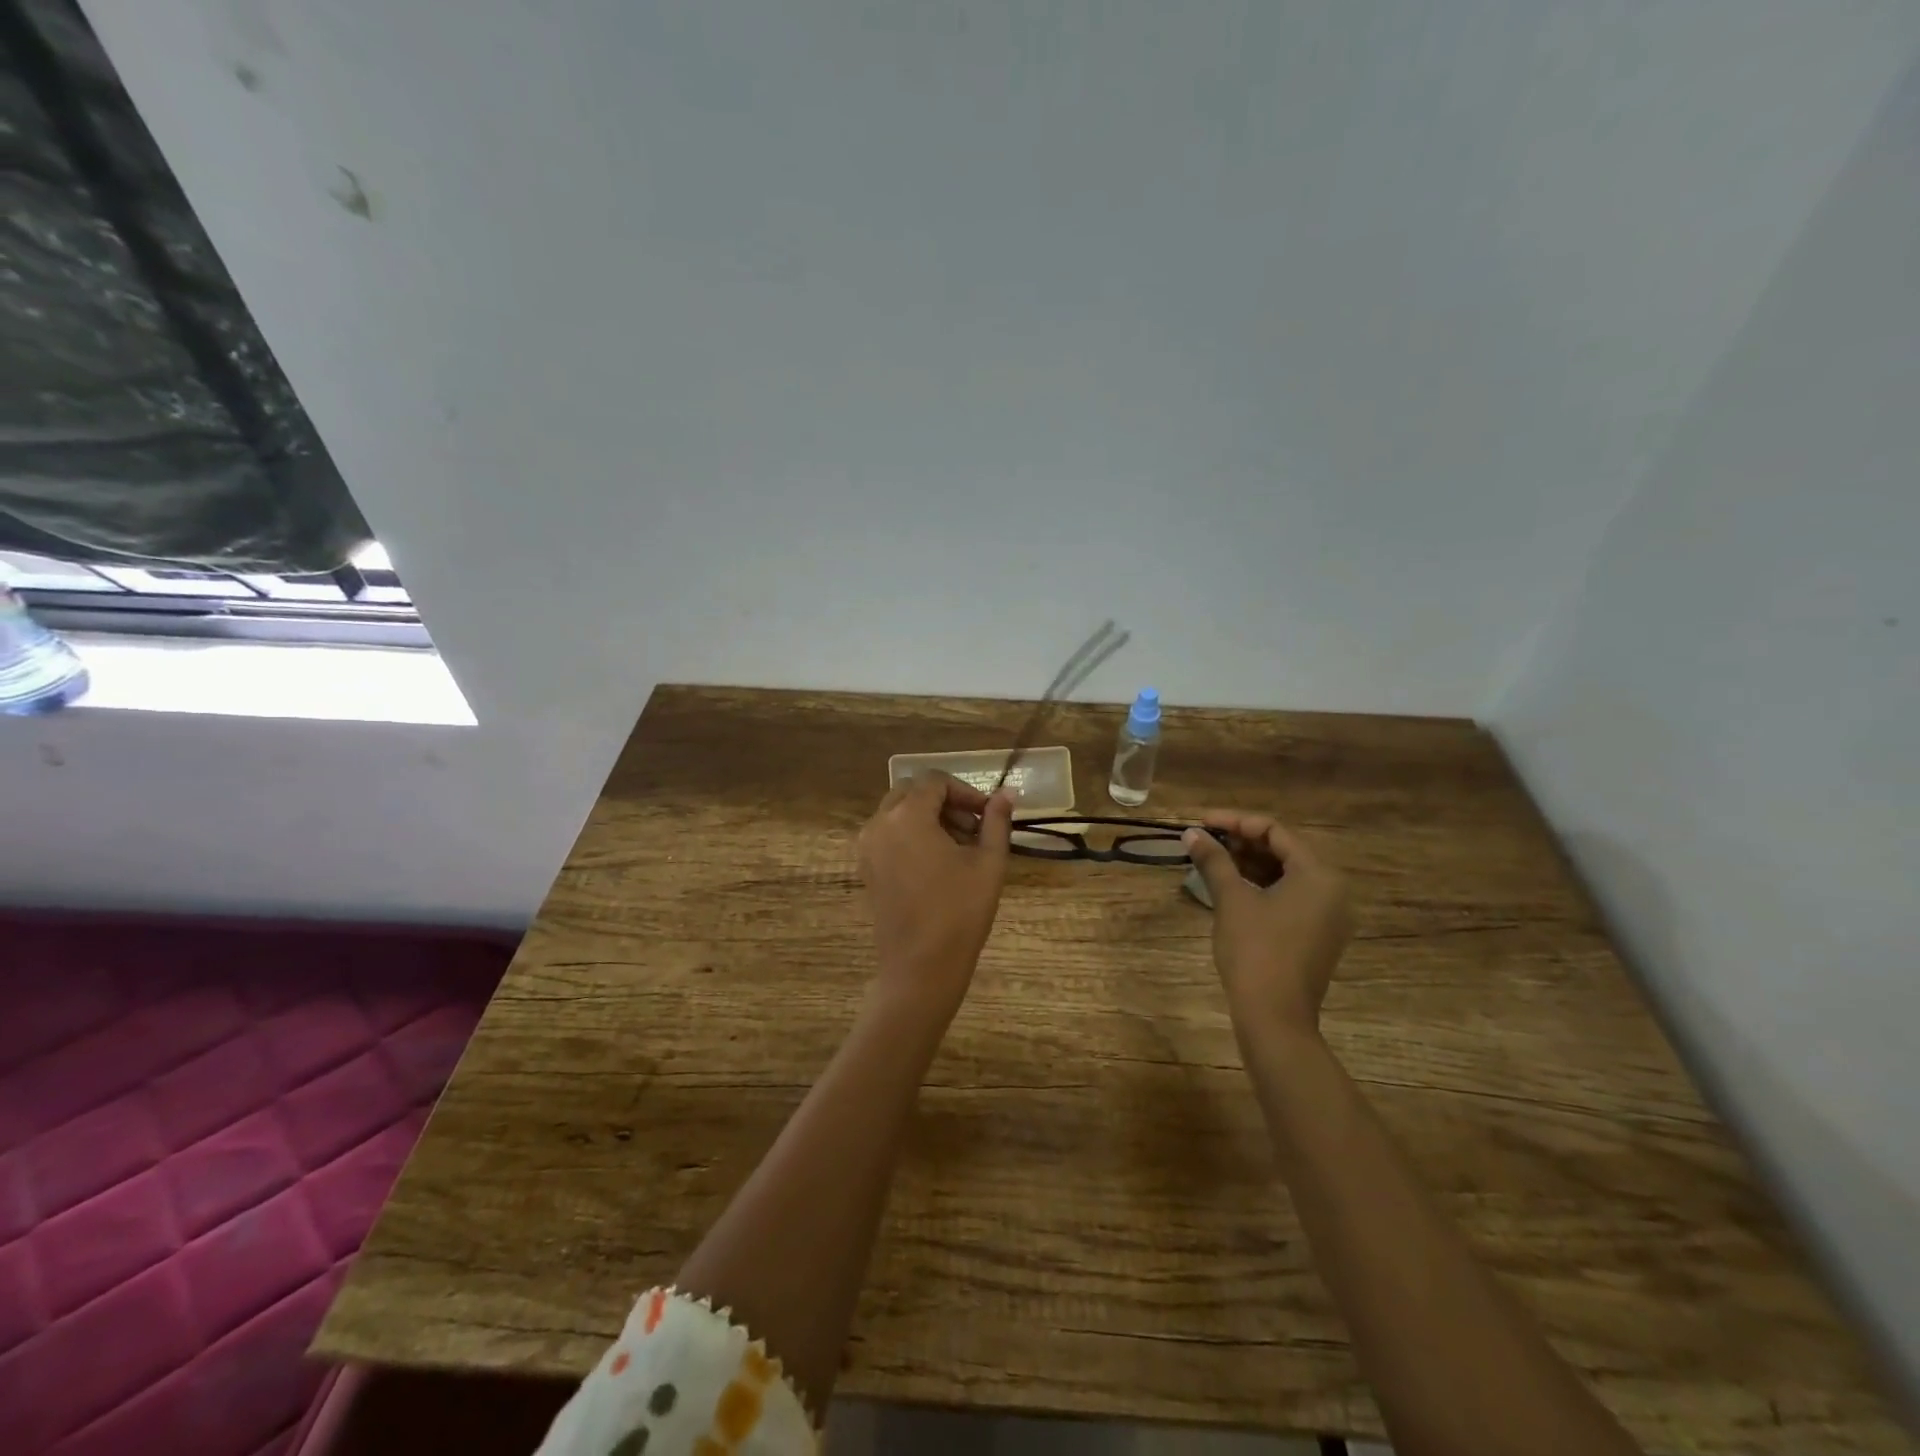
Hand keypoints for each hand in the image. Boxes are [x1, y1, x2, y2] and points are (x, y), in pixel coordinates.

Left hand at [856, 773, 1013, 1022]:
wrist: (920, 968)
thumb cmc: (959, 912)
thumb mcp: (988, 863)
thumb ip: (996, 821)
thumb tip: (1007, 793)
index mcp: (907, 816)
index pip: (935, 782)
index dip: (965, 792)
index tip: (988, 814)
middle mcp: (879, 824)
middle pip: (911, 791)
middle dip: (945, 802)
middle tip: (974, 828)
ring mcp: (867, 847)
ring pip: (898, 812)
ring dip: (928, 817)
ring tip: (960, 848)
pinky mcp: (866, 868)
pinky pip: (888, 834)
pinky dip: (912, 834)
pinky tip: (937, 863)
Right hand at [1183, 812, 1352, 1038]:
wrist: (1275, 1017)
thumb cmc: (1255, 951)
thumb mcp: (1231, 900)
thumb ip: (1213, 861)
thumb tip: (1191, 833)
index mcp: (1318, 875)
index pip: (1275, 831)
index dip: (1235, 822)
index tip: (1201, 822)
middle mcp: (1332, 890)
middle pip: (1283, 851)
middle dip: (1241, 842)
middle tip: (1204, 840)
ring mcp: (1327, 916)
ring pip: (1285, 874)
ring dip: (1249, 863)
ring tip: (1212, 859)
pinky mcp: (1316, 935)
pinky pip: (1289, 897)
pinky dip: (1260, 886)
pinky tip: (1230, 886)